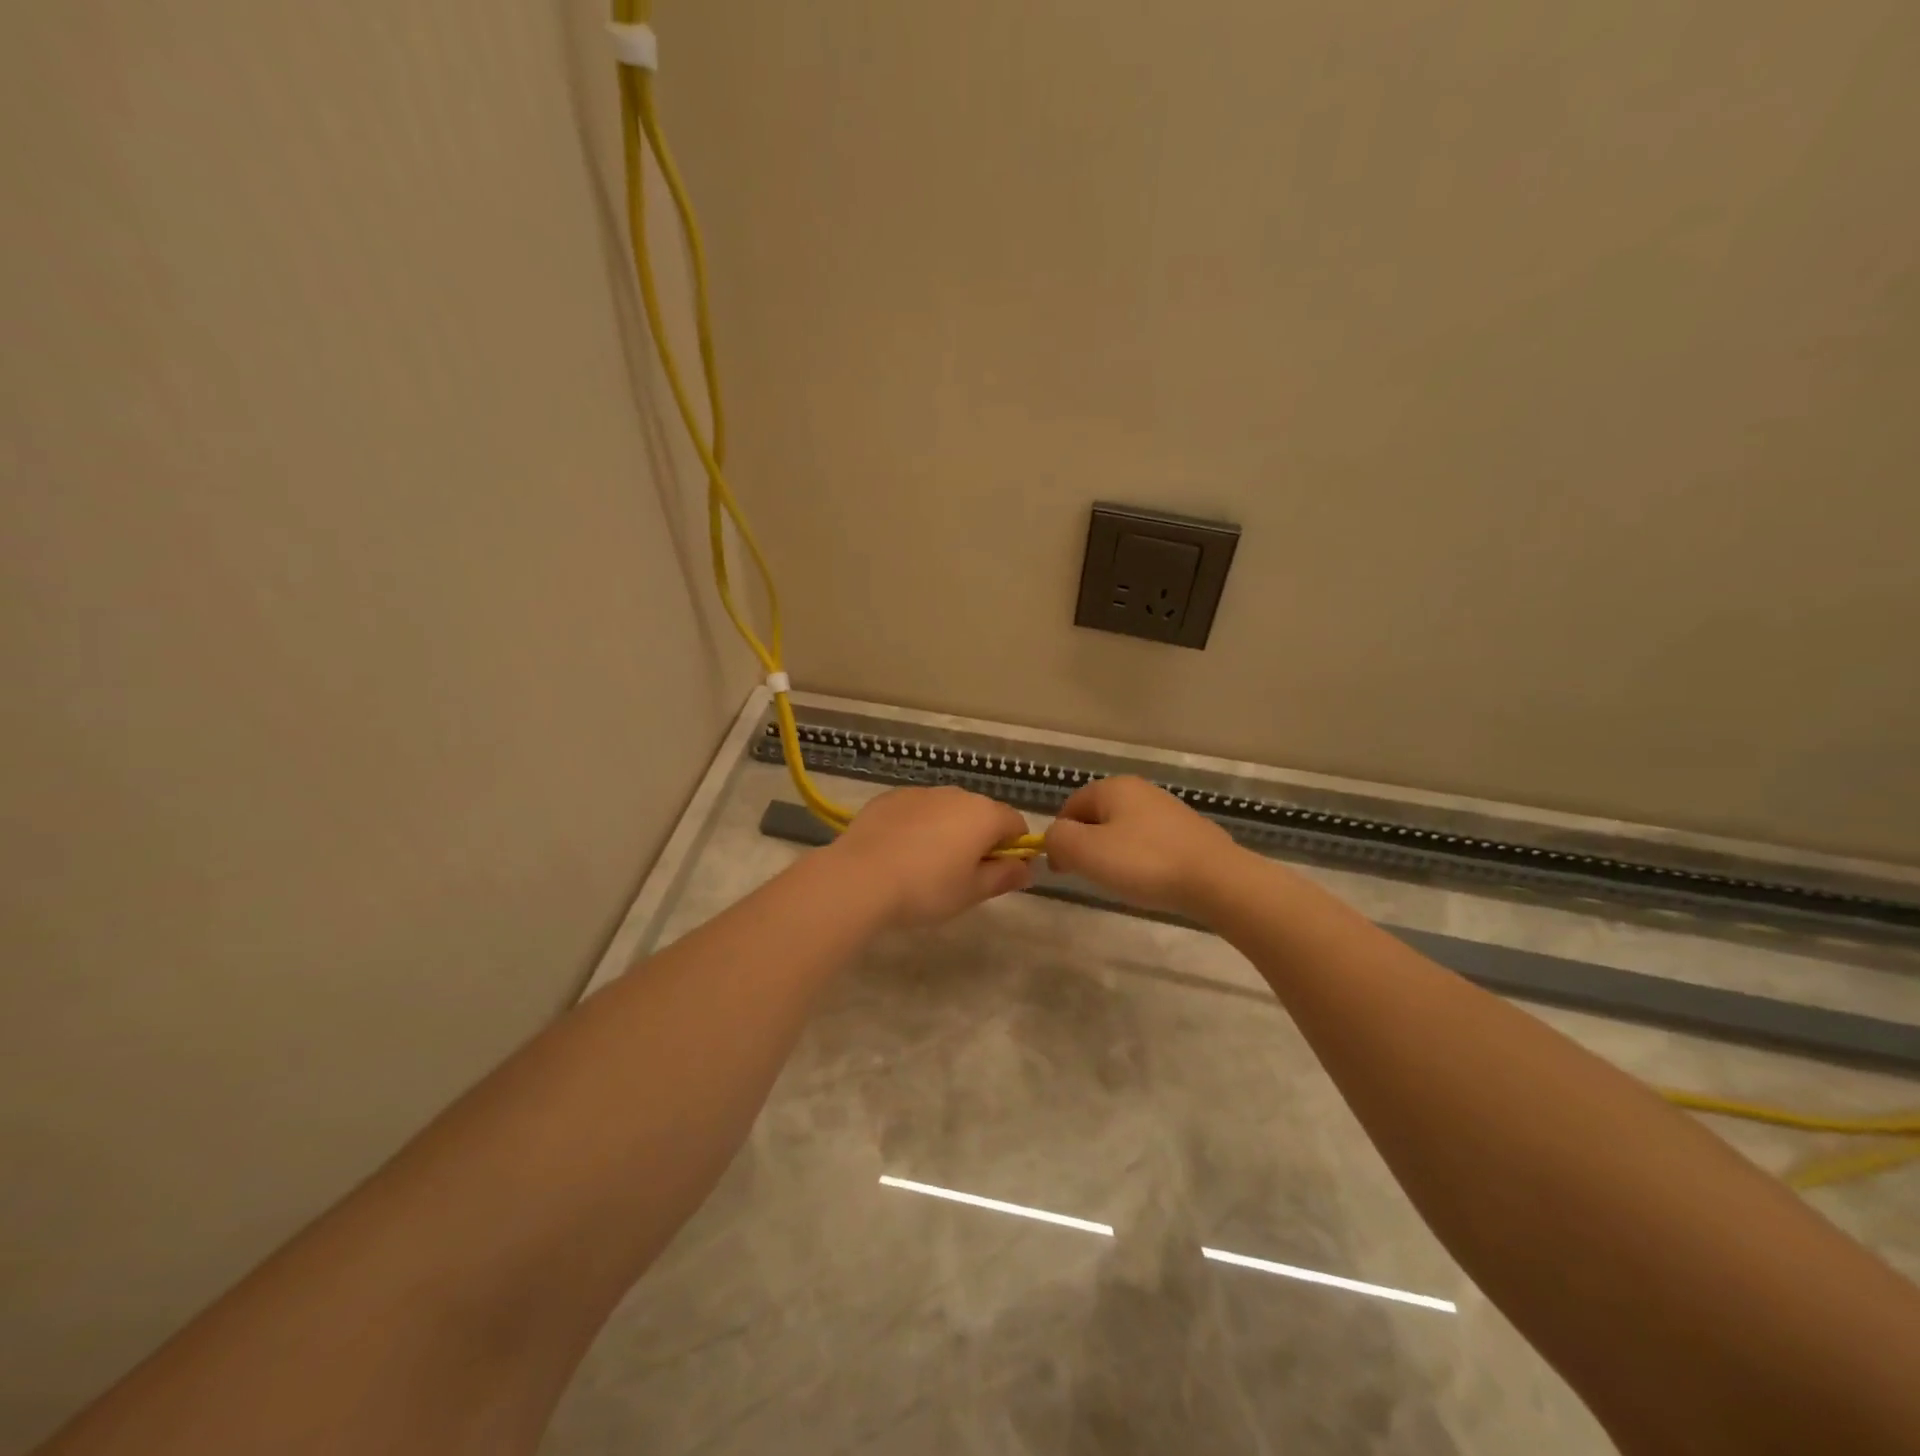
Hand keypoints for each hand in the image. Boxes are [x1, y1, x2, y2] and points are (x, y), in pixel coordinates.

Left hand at [826, 787, 1034, 928]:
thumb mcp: (972, 892)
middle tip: (961, 875)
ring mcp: (921, 792)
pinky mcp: (890, 797)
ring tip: (926, 865)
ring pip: (947, 810)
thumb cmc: (926, 888)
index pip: (1016, 824)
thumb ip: (1004, 876)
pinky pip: (917, 810)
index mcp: (984, 814)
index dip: (1014, 849)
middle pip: (981, 813)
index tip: (998, 874)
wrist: (860, 877)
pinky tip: (900, 852)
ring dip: (948, 830)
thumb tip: (1026, 868)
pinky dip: (917, 826)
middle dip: (979, 839)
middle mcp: (956, 794)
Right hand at [1043, 776, 1242, 915]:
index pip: (1070, 807)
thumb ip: (1058, 840)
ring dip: (1114, 854)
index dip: (1060, 838)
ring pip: (1124, 830)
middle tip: (1090, 876)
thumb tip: (1055, 839)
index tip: (1063, 870)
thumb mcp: (1085, 852)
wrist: (1217, 881)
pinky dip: (1141, 860)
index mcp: (1113, 787)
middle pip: (1097, 817)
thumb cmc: (1144, 863)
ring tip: (1120, 882)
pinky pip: (1150, 843)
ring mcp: (1168, 810)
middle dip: (1087, 845)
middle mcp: (1140, 790)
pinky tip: (1149, 880)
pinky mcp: (1189, 832)